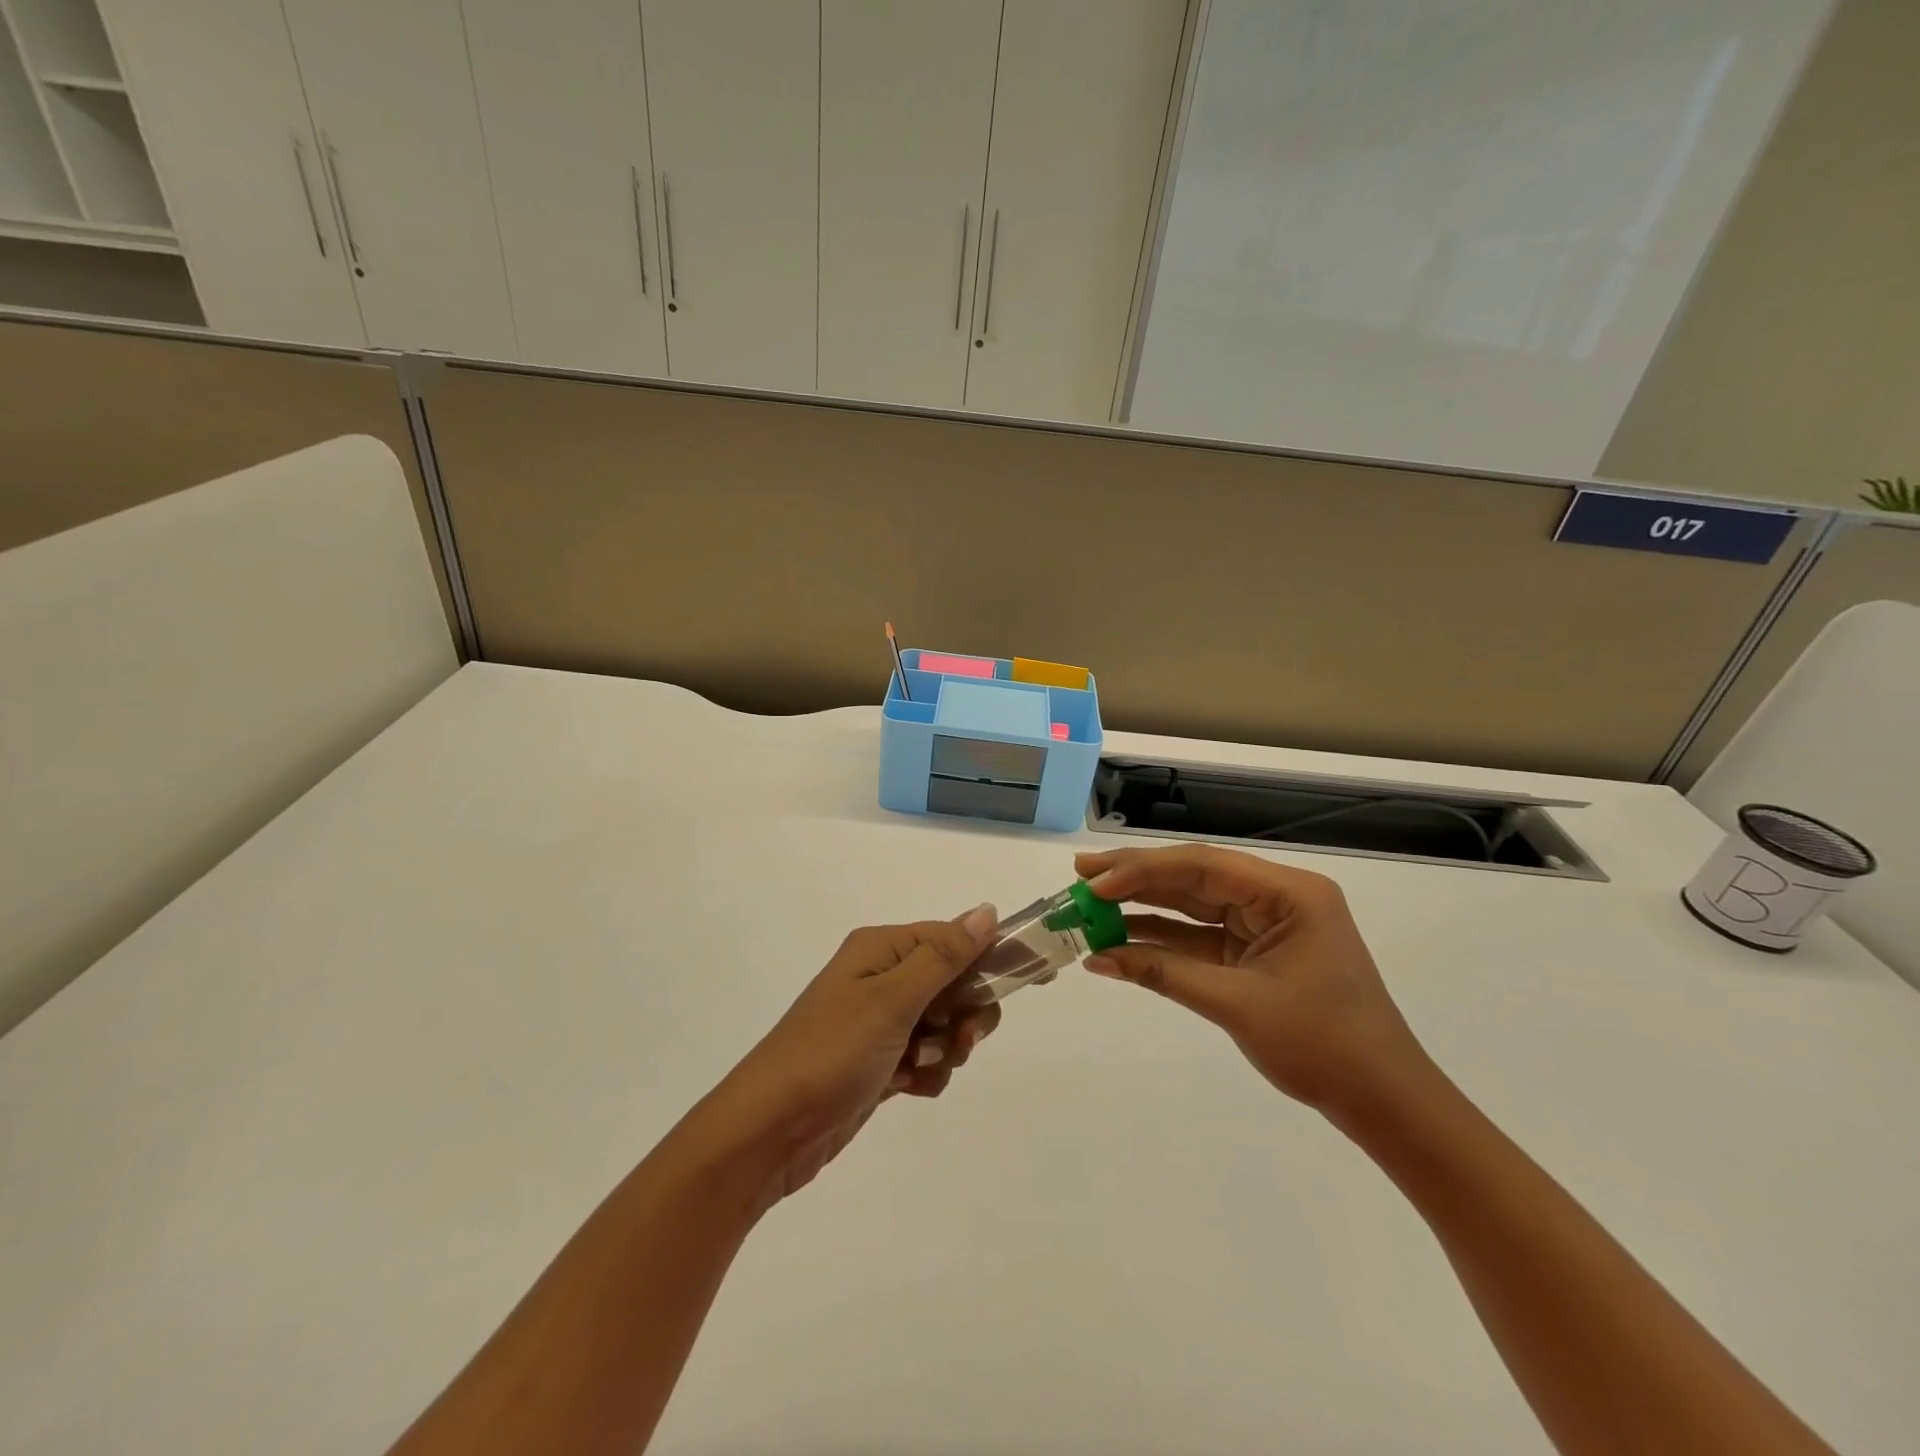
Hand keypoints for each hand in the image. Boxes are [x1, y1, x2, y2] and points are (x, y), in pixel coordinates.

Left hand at [676, 905, 1002, 1209]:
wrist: (769, 1132)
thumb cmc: (831, 1053)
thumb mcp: (891, 1000)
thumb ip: (944, 956)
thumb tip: (987, 910)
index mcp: (881, 950)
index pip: (953, 937)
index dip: (992, 955)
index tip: (1034, 977)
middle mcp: (882, 978)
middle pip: (954, 982)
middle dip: (965, 1012)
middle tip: (958, 1036)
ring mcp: (880, 1022)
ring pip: (945, 1024)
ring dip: (946, 1047)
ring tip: (922, 1066)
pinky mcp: (880, 1062)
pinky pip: (926, 1058)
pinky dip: (927, 1073)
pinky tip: (908, 1087)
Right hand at [1073, 845, 1432, 1119]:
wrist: (1383, 1101)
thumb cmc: (1323, 1047)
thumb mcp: (1237, 1005)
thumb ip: (1164, 973)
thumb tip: (1097, 958)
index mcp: (1289, 894)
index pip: (1204, 866)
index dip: (1144, 871)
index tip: (1095, 881)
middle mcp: (1277, 898)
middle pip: (1195, 878)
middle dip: (1137, 879)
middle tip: (1082, 877)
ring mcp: (1266, 925)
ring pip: (1194, 905)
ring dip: (1144, 908)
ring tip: (1091, 905)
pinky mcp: (1255, 953)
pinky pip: (1201, 938)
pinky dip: (1163, 941)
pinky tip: (1122, 941)